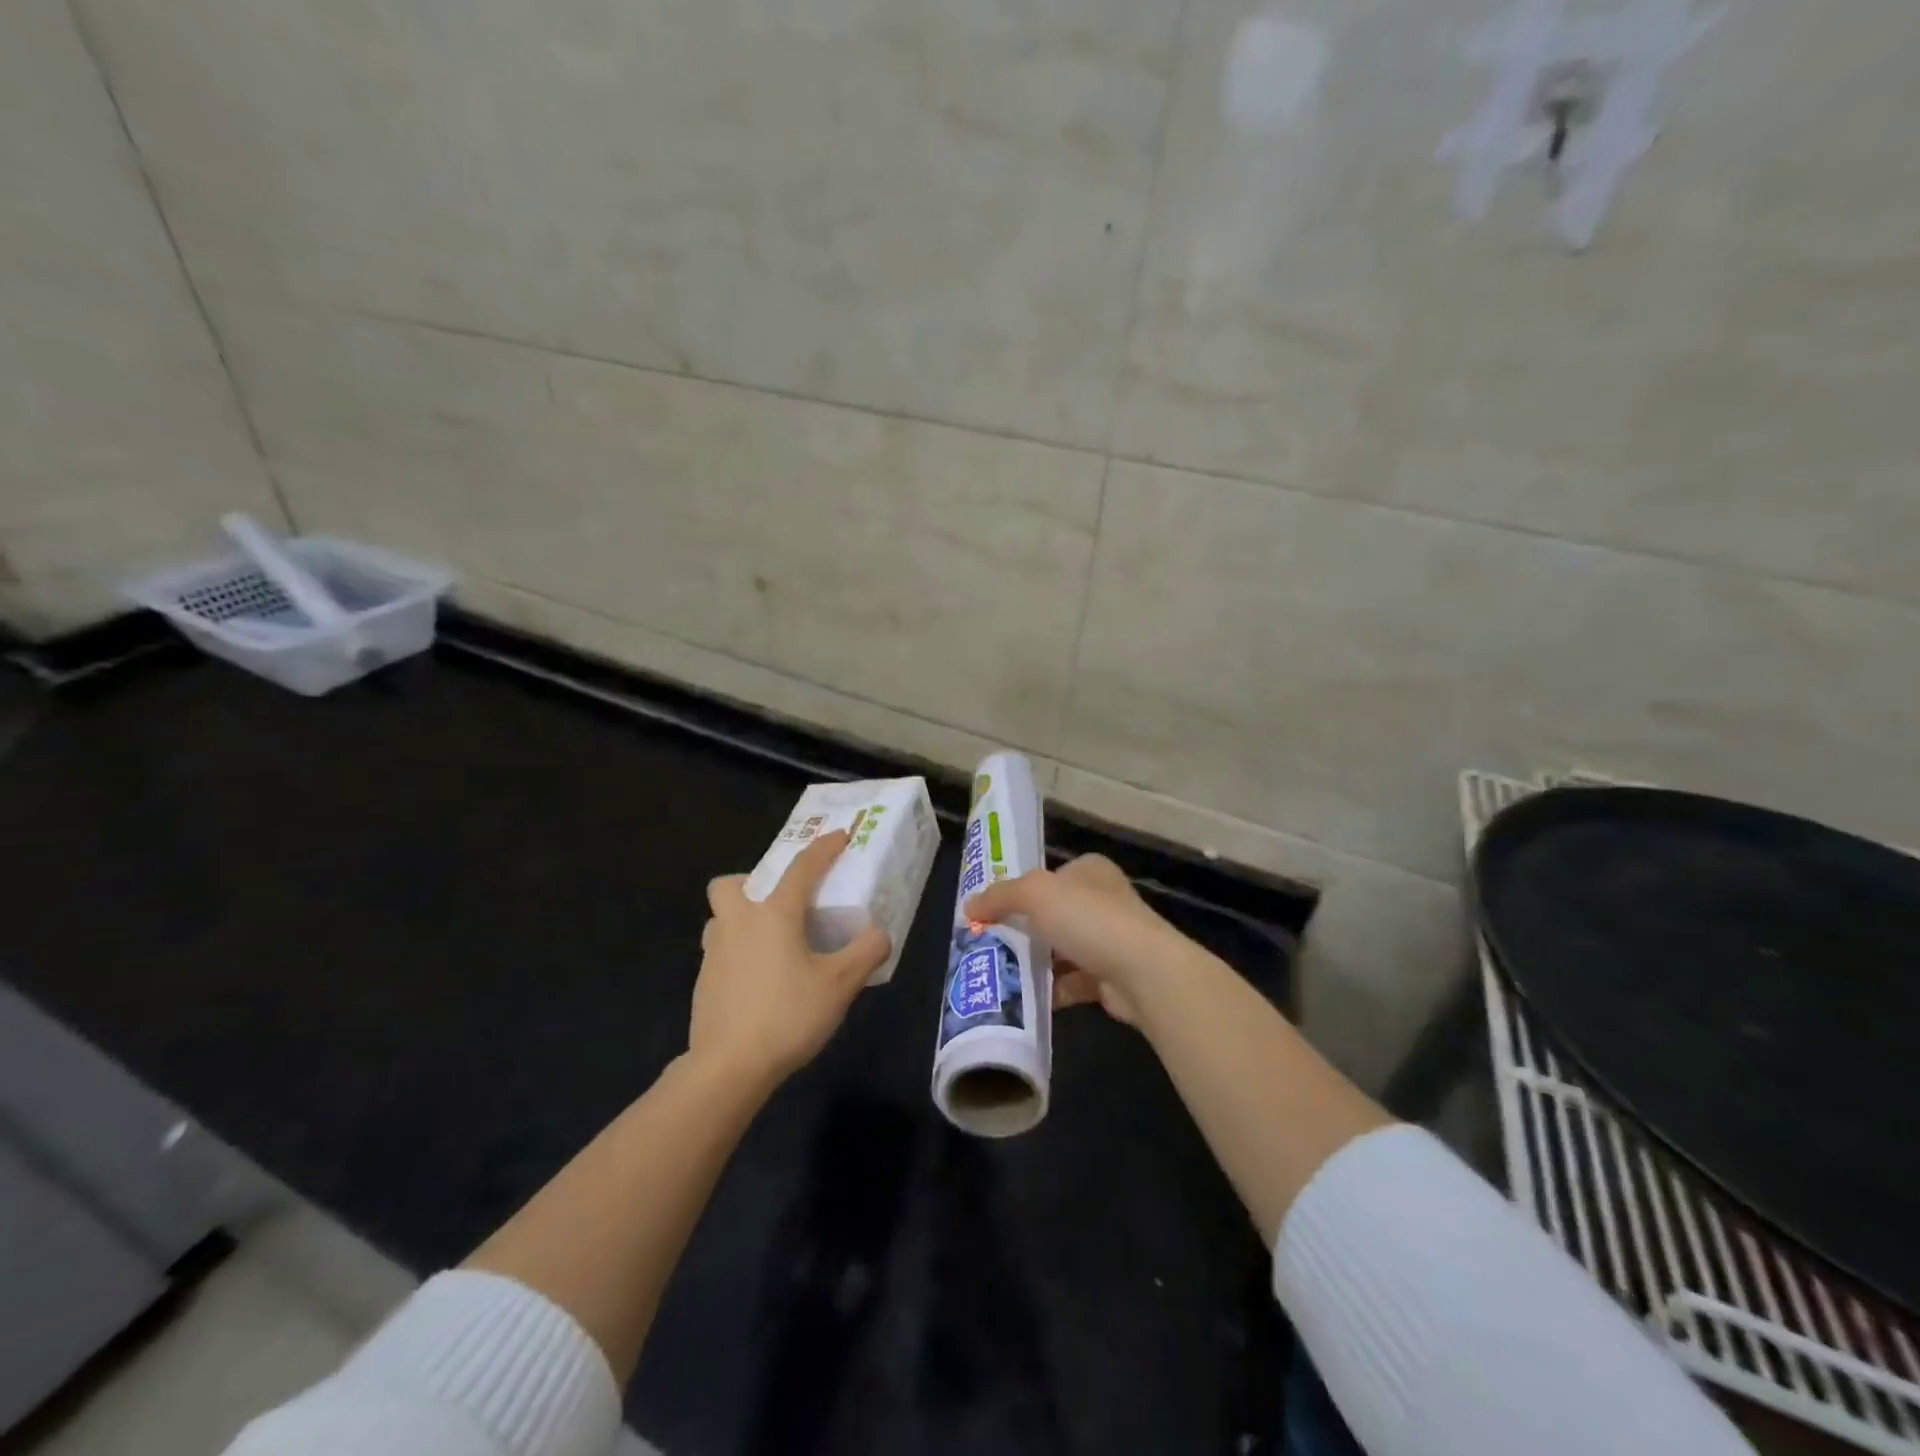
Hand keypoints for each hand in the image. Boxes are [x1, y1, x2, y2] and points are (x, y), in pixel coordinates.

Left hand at [692, 831, 890, 1093]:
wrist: (727, 1067)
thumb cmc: (787, 1015)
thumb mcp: (840, 985)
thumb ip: (866, 953)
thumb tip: (879, 934)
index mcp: (773, 914)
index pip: (802, 867)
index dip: (824, 848)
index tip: (840, 835)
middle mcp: (738, 923)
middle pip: (730, 884)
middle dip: (752, 882)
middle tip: (780, 903)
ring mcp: (713, 953)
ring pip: (720, 917)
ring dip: (740, 918)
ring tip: (771, 943)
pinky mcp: (703, 982)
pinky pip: (719, 951)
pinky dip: (737, 953)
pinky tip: (759, 981)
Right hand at [965, 854, 1187, 1028]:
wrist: (1143, 972)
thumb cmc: (1088, 919)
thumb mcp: (1035, 894)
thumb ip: (1000, 896)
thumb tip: (969, 906)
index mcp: (1090, 871)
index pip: (1049, 876)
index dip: (1020, 890)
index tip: (991, 910)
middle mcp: (1104, 901)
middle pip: (1054, 914)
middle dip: (1024, 930)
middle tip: (990, 944)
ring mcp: (1111, 940)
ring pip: (1062, 950)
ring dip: (1037, 963)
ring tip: (1001, 973)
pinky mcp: (1112, 977)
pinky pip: (1073, 983)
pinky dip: (1052, 990)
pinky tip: (1027, 999)